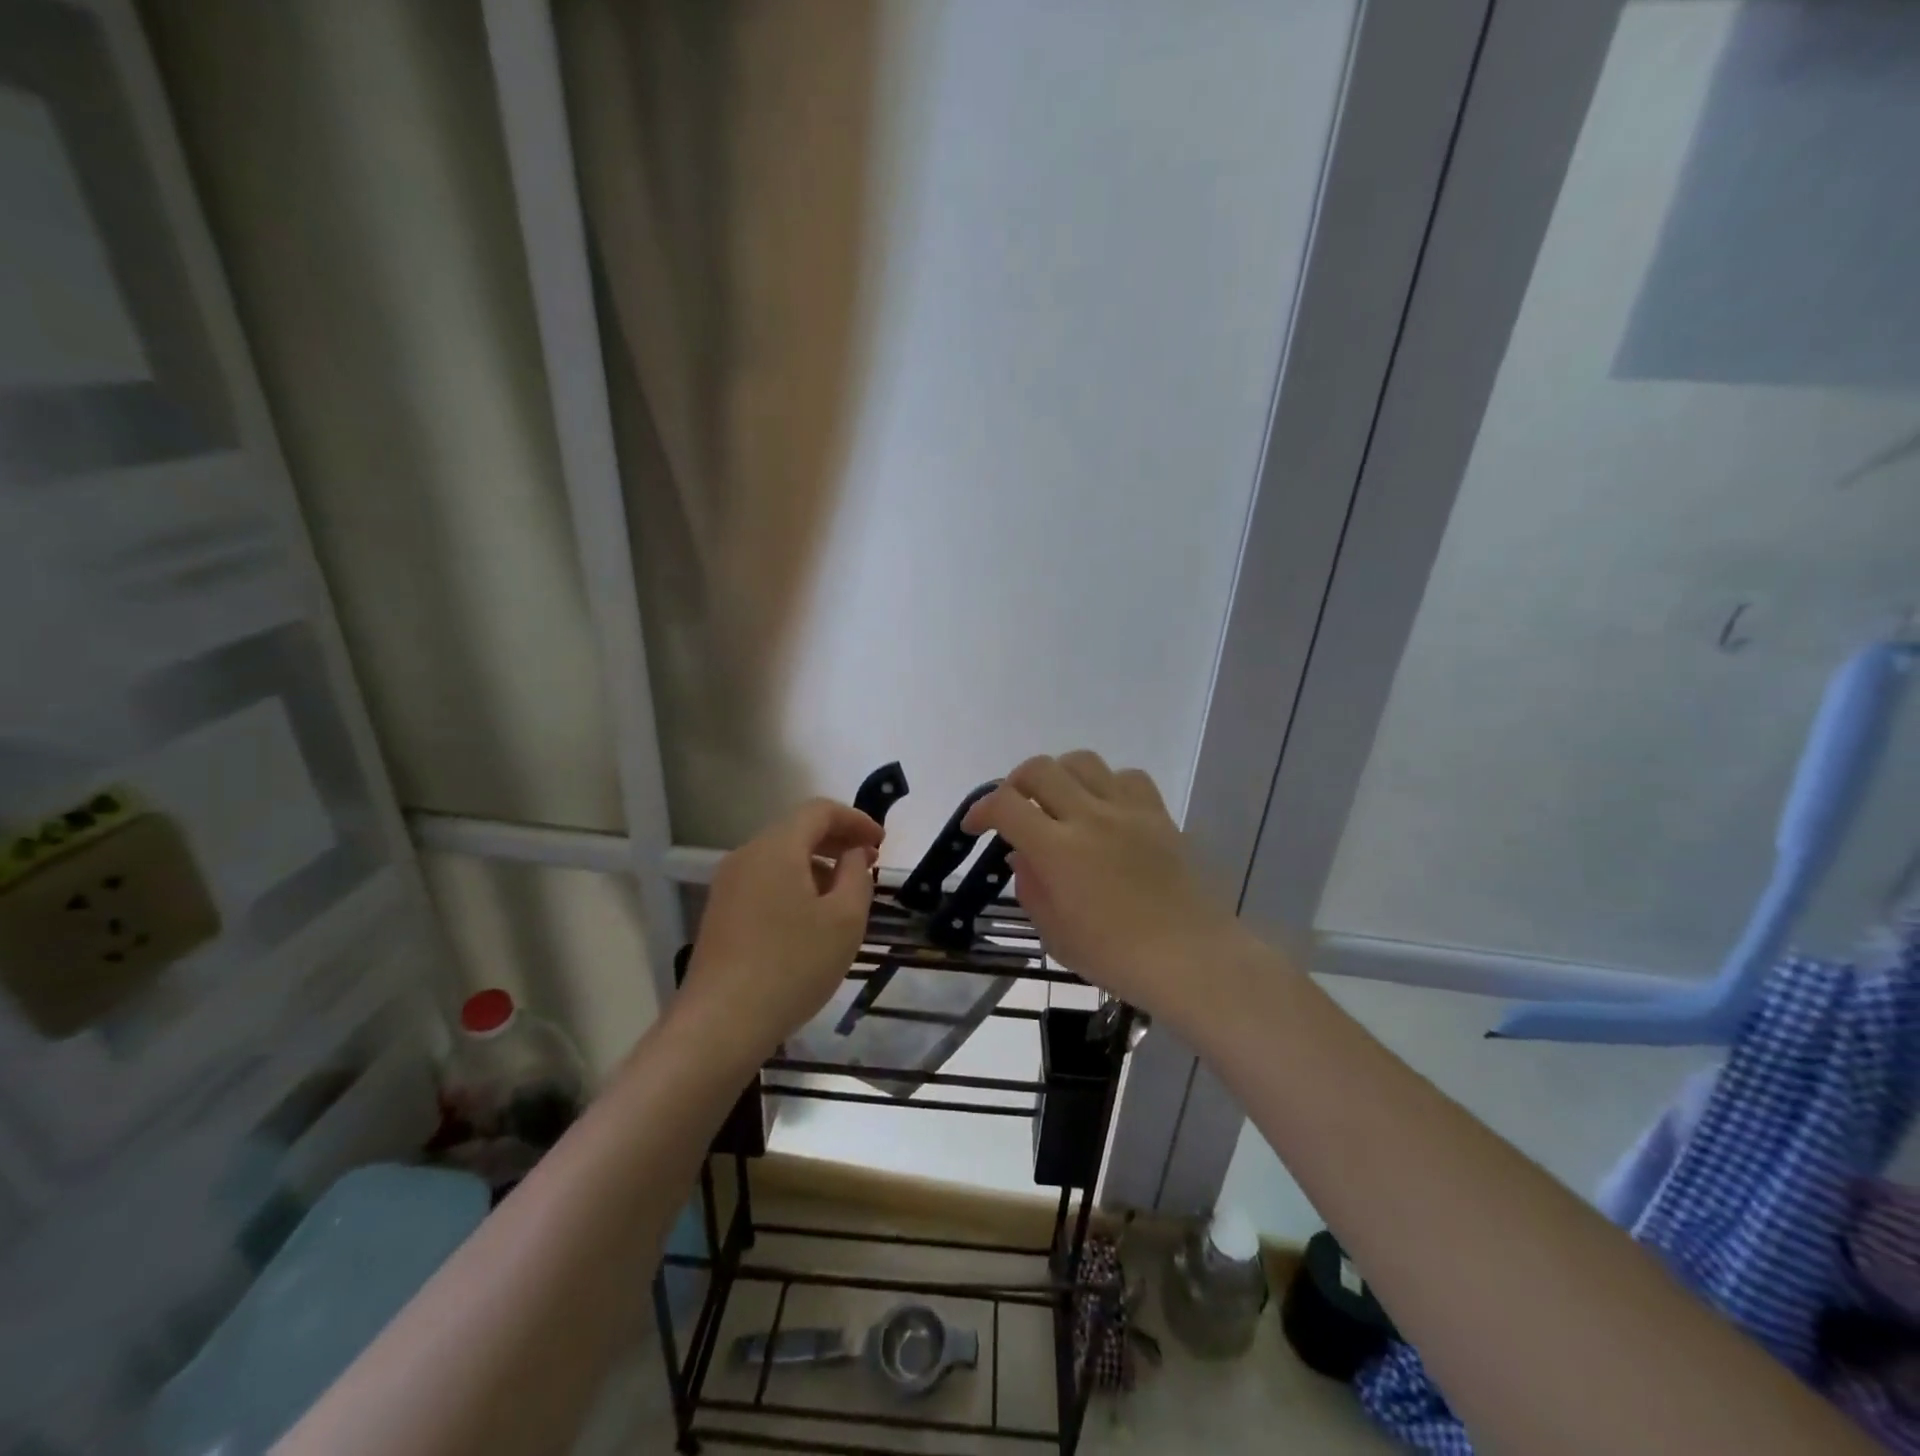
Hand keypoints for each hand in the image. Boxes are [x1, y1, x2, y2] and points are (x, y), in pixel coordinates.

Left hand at [679, 798, 881, 1061]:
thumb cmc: (793, 965)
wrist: (721, 1023)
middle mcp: (747, 856)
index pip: (819, 810)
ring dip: (818, 864)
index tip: (882, 842)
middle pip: (797, 830)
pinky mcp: (721, 913)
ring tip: (845, 894)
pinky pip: (765, 881)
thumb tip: (854, 853)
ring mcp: (728, 885)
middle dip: (838, 840)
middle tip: (869, 863)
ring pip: (780, 857)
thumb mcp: (845, 919)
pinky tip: (811, 918)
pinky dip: (795, 883)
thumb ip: (857, 875)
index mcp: (776, 848)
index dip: (856, 819)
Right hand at [963, 751, 1253, 1032]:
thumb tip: (1021, 855)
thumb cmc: (1115, 956)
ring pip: (1083, 762)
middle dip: (1016, 783)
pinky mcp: (1158, 814)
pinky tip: (1106, 810)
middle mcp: (1089, 817)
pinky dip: (1107, 784)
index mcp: (1058, 850)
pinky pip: (1127, 777)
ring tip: (1060, 803)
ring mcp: (1128, 811)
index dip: (981, 809)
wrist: (1190, 957)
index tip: (977, 826)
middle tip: (1016, 810)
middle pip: (1040, 769)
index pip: (1006, 805)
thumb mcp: (1055, 934)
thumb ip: (1031, 887)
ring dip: (1061, 776)